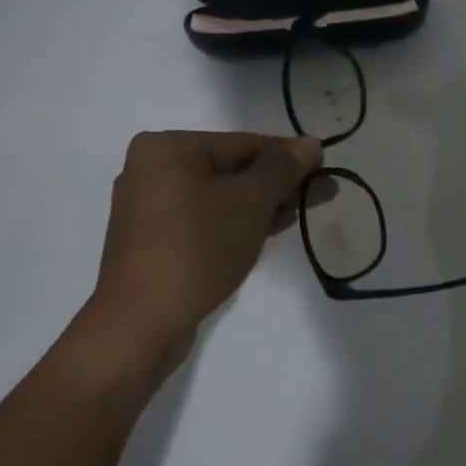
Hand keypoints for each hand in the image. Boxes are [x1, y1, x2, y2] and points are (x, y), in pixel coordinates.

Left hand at [91, 131, 322, 354]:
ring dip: (260, 205)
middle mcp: (150, 171)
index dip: (287, 155)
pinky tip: (268, 231)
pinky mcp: (152, 242)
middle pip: (229, 169)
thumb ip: (281, 169)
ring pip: (218, 197)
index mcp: (166, 149)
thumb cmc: (197, 248)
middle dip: (276, 183)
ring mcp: (148, 209)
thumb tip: (310, 143)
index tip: (325, 167)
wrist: (141, 322)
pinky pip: (203, 220)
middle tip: (322, 193)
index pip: (241, 143)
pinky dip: (234, 223)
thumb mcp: (249, 202)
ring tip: (300, 214)